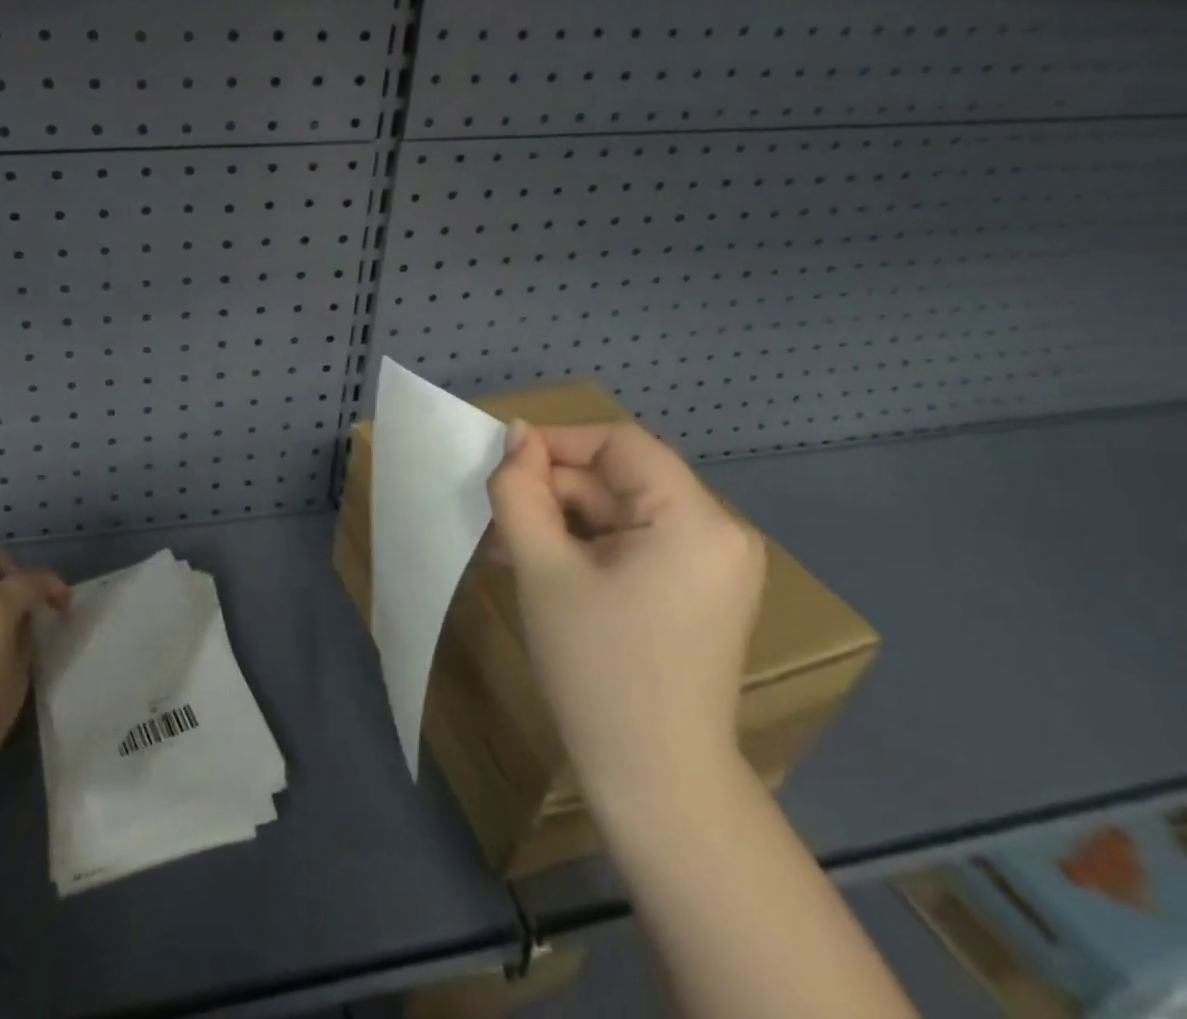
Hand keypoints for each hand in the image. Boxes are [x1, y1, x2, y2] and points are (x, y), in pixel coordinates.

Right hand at [486, 419, 763, 814]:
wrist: (656, 783)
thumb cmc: (596, 667)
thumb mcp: (542, 568)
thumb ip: (520, 491)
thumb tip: (515, 434)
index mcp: (696, 520)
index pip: (619, 442)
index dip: (556, 442)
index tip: (503, 467)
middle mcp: (720, 533)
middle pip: (621, 479)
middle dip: (555, 492)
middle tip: (498, 521)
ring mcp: (714, 566)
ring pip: (622, 512)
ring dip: (563, 521)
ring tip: (509, 549)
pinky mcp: (700, 592)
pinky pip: (636, 544)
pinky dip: (588, 547)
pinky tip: (543, 569)